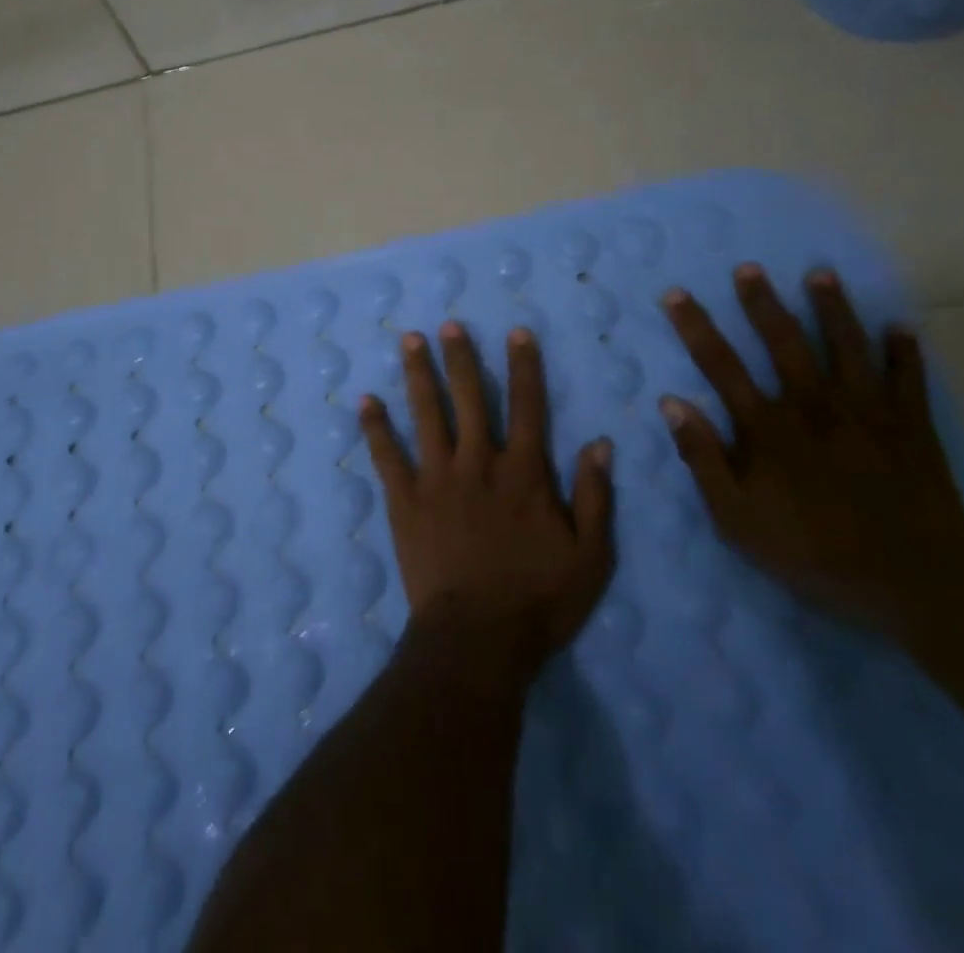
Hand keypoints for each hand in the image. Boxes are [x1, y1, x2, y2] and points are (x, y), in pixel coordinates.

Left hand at [360, 323, 614, 688]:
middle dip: (460, 358)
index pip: (527, 406)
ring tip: (409, 340)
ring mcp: (437, 478)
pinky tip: (365, 400)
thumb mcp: (590, 556)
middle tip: (448, 324)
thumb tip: (599, 443)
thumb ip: (594, 496)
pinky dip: (375, 427)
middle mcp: (478, 462)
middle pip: (469, 398)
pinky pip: (387, 456)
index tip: (516, 331)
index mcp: (523, 473)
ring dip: (418, 375)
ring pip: (426, 414)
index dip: (524, 366)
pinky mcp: (405, 499)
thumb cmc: (539, 600)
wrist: (478, 638)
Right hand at [658, 264, 963, 631]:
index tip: (676, 294)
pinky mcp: (912, 429)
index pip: (720, 365)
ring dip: (833, 309)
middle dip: (763, 303)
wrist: (917, 584)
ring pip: (847, 347)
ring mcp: (867, 413)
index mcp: (768, 427)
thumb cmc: (813, 552)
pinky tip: (901, 327)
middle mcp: (814, 406)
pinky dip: (905, 352)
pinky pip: (909, 380)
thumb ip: (702, 458)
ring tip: (822, 274)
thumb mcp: (735, 518)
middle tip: (749, 268)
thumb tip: (672, 402)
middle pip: (784, 342)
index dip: (695, 327)